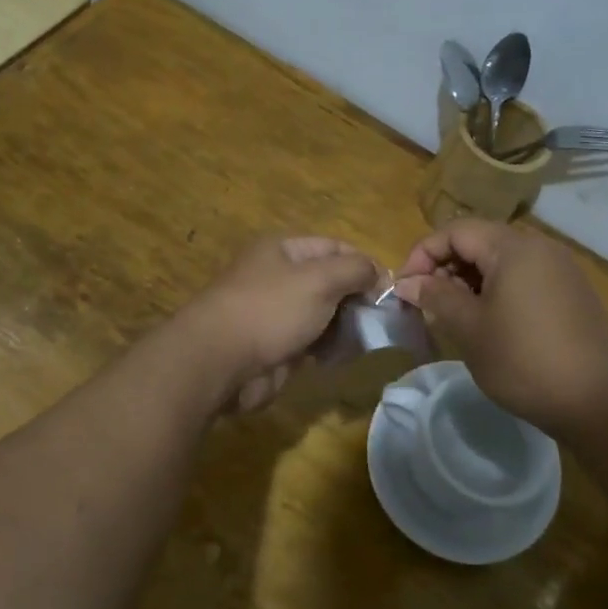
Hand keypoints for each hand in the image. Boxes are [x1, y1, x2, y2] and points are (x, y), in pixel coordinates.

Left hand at [182, 236, 380, 410]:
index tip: (388, 290)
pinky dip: (326, 348)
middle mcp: (277, 276)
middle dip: (355, 299)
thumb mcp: (320, 279)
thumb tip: (378, 273)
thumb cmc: (271, 309)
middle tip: (379, 320)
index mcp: (283, 249)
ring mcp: (273, 312)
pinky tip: (337, 358)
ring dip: (343, 327)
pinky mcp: (272, 346)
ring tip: (361, 341)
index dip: (364, 265)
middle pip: (329, 282)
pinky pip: (309, 341)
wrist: (218, 361)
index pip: (334, 247)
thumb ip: (355, 270)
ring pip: (321, 314)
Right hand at [395, 218, 607, 436]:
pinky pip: (525, 276)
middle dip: (446, 267)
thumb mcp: (469, 329)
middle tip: (428, 304)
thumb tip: (407, 282)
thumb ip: (435, 297)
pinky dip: (498, 290)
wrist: (598, 400)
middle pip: (480, 241)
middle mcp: (540, 247)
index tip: (406, 289)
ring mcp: (561, 269)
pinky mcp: (572, 292)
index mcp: (513, 247)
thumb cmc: (524, 361)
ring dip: (471, 280)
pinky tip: (492, 323)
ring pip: (502, 260)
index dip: (423, 254)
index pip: (455, 231)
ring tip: (456, 315)